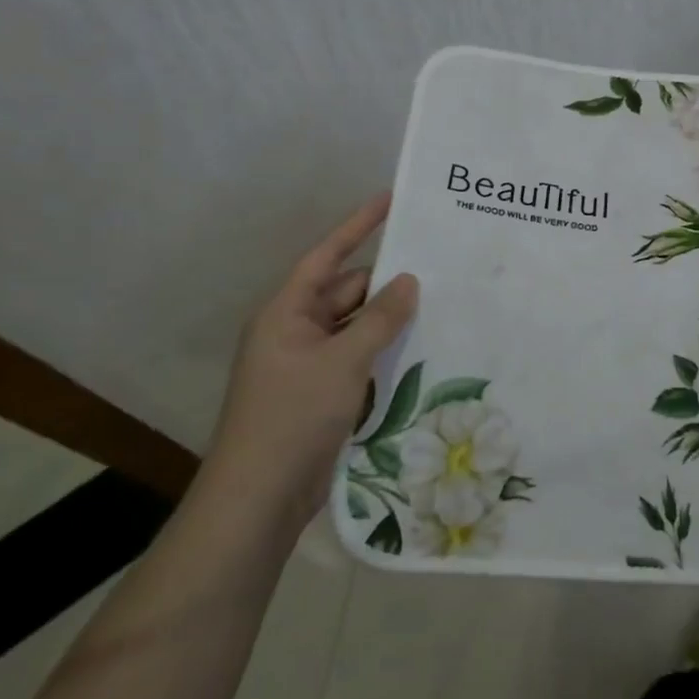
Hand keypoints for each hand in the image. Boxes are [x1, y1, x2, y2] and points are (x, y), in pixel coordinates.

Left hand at [207, 192, 418, 525]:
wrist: (259, 499)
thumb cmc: (293, 417)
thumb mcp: (343, 361)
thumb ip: (380, 318)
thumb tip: (409, 280)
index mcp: (286, 313)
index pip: (327, 256)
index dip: (358, 225)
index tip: (390, 199)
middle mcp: (295, 331)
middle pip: (346, 292)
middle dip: (386, 281)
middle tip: (436, 266)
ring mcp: (307, 364)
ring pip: (356, 326)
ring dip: (389, 319)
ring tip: (439, 302)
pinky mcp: (321, 393)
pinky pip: (358, 357)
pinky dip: (384, 350)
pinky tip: (421, 347)